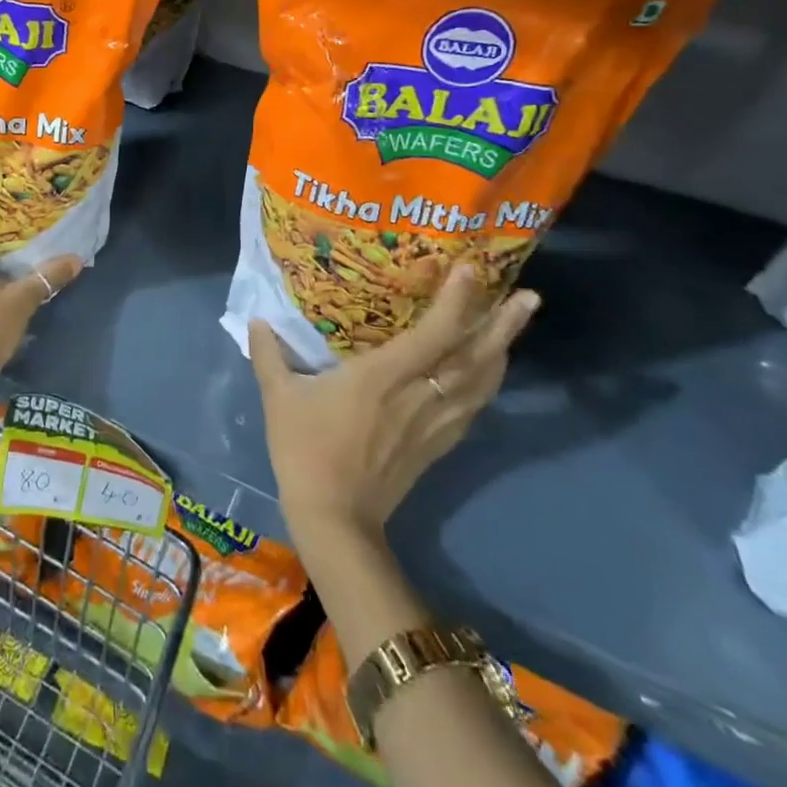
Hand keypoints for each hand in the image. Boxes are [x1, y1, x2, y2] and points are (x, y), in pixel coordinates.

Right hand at [250, 267, 538, 547]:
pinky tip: (490, 371)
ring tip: (517, 322)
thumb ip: (268, 354)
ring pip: (479, 382)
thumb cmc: (304, 449)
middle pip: (470, 357)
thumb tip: (256, 319)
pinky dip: (488, 383)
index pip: (431, 335)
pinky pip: (471, 407)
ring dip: (502, 350)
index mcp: (381, 377)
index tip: (469, 270)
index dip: (454, 303)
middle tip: (530, 296)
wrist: (334, 516)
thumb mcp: (278, 397)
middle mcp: (417, 395)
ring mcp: (432, 423)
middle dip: (501, 325)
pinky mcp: (436, 444)